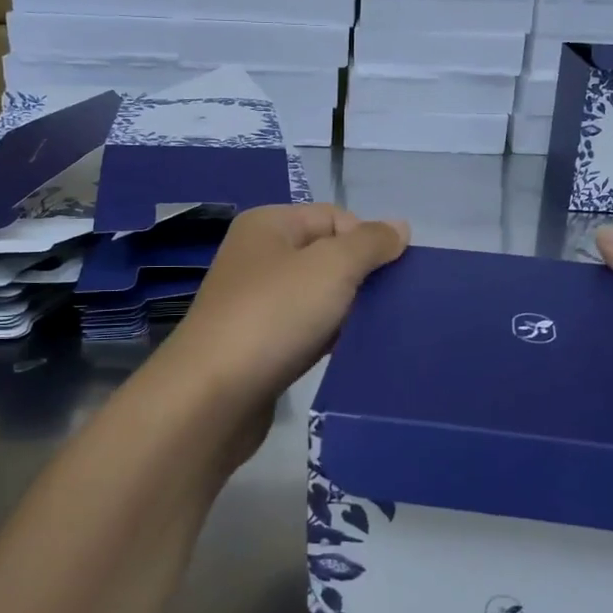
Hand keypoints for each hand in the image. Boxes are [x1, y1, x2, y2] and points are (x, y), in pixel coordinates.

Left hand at [154, 205, 408, 456]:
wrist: (213, 396)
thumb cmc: (274, 316)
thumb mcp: (332, 267)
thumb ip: (370, 243)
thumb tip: (400, 226)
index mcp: (269, 225)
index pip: (335, 217)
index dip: (367, 241)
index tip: (391, 277)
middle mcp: (258, 257)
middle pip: (326, 256)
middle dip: (360, 278)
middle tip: (389, 306)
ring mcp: (254, 302)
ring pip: (317, 296)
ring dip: (346, 311)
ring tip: (373, 331)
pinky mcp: (257, 344)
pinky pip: (303, 330)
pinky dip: (327, 338)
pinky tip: (345, 353)